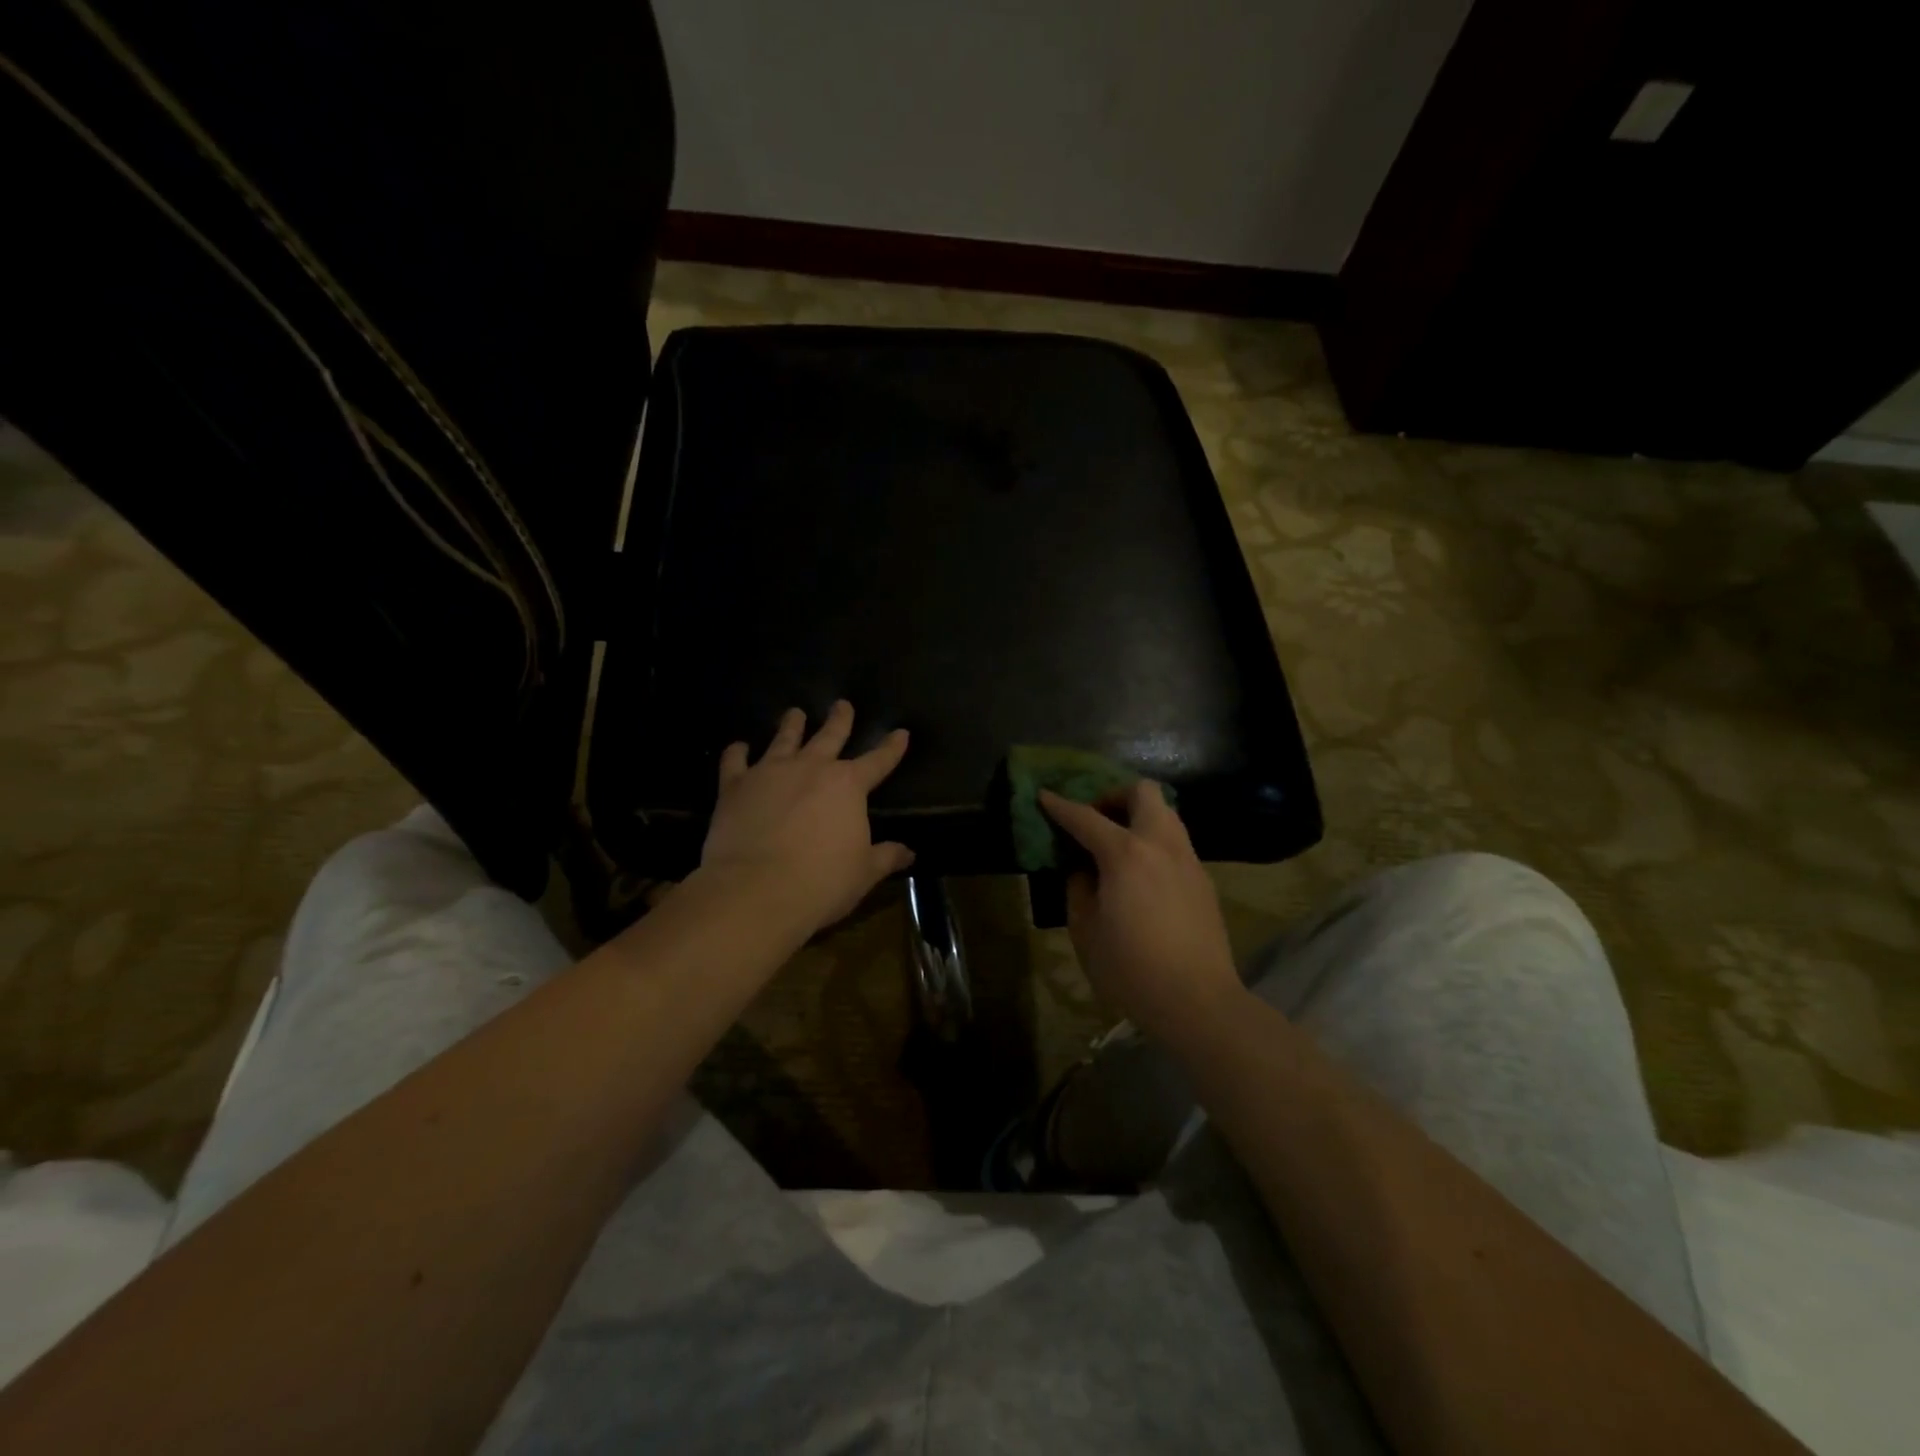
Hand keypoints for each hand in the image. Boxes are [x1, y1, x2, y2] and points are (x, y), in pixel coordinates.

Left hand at [699, 701, 913, 937]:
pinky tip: (738, 747)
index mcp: (848, 785)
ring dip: (791, 725)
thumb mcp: (863, 873)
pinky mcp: (735, 787)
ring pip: (784, 739)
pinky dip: (737, 752)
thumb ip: (885, 857)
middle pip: (829, 736)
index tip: (901, 732)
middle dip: (840, 720)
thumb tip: (908, 852)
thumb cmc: (821, 882)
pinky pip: (735, 762)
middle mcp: (811, 768)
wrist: (757, 890)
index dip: (892, 747)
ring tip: (795, 712)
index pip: (878, 761)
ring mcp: (770, 772)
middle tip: (842, 704)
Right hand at [1041, 782, 1244, 1050]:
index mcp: (1125, 854)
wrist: (1197, 1001)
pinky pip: (1176, 842)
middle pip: (1143, 792)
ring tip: (1118, 843)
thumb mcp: (1085, 930)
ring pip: (1166, 813)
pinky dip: (1154, 841)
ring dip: (1139, 815)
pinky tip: (1142, 872)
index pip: (1086, 817)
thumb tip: (1083, 869)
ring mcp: (1188, 860)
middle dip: (1114, 795)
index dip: (1061, 805)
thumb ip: (1079, 888)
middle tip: (1095, 818)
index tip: (1044, 795)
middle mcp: (1160, 844)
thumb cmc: (1130, 968)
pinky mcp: (1203, 880)